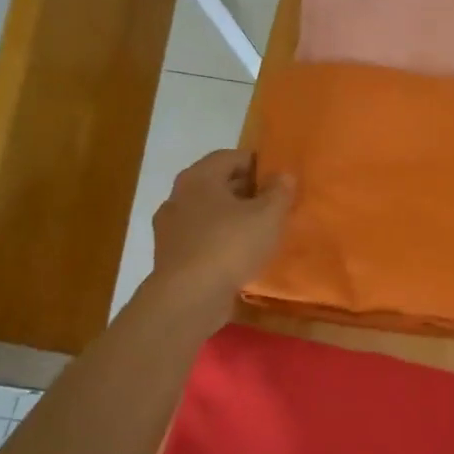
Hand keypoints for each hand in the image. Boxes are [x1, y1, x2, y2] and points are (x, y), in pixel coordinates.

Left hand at [148, 149, 293, 321]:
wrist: (189, 297)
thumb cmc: (231, 245)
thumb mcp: (268, 216)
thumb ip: (279, 192)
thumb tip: (284, 175)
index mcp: (199, 178)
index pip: (230, 157)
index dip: (257, 163)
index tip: (279, 177)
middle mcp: (178, 196)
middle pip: (217, 184)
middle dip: (246, 191)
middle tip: (274, 203)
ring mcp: (170, 228)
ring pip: (208, 212)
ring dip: (232, 217)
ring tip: (260, 230)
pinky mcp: (171, 255)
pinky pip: (201, 237)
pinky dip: (220, 239)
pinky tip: (240, 254)